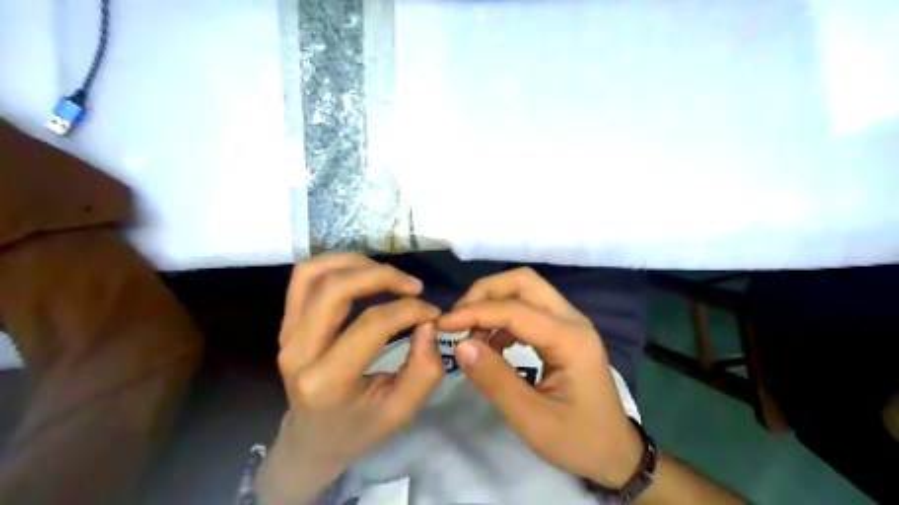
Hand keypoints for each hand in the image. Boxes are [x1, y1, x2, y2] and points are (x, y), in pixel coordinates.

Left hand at [258, 254, 442, 502]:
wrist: (311, 440)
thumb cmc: (358, 428)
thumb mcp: (401, 411)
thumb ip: (424, 370)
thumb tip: (427, 323)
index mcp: (327, 381)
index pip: (372, 324)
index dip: (409, 310)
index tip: (432, 313)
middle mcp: (299, 351)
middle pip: (335, 288)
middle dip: (382, 276)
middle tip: (414, 286)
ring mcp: (286, 334)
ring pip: (314, 273)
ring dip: (357, 264)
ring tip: (388, 275)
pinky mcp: (286, 323)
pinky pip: (305, 277)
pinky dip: (336, 264)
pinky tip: (362, 273)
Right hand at [440, 269, 643, 488]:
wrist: (615, 452)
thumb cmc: (578, 440)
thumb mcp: (532, 420)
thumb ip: (495, 380)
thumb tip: (460, 346)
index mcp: (571, 340)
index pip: (516, 309)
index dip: (476, 311)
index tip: (443, 324)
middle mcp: (572, 320)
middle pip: (523, 281)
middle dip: (485, 293)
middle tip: (458, 318)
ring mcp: (569, 322)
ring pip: (525, 289)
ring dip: (493, 302)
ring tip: (471, 332)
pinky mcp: (563, 330)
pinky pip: (528, 307)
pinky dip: (503, 317)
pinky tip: (492, 343)